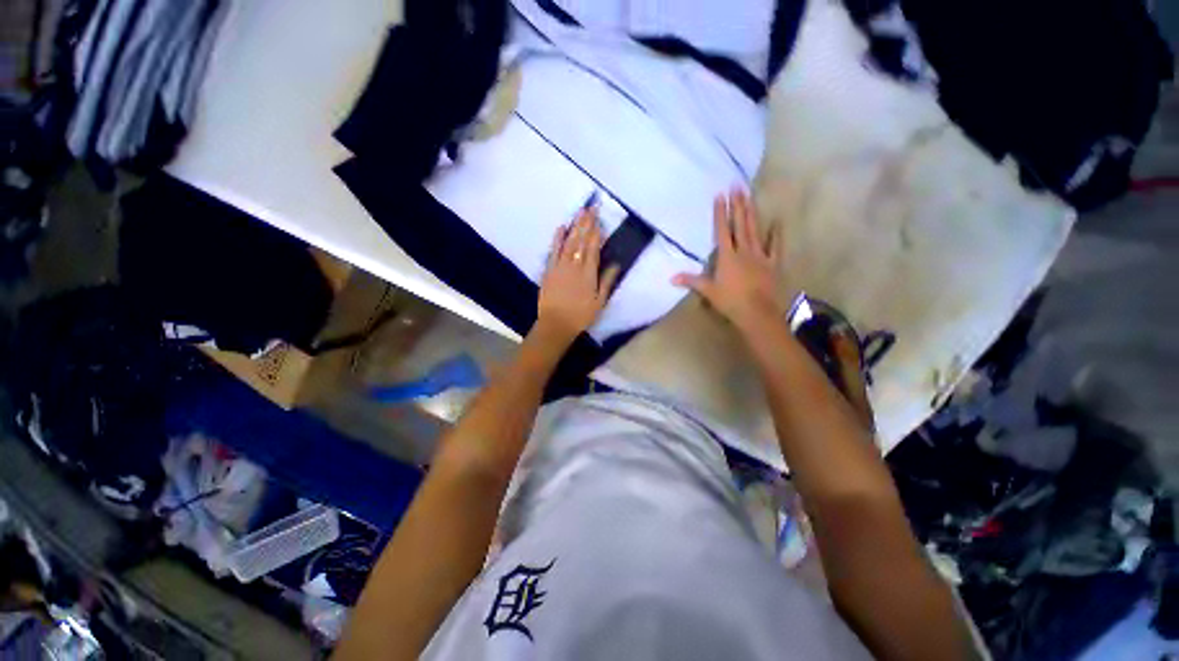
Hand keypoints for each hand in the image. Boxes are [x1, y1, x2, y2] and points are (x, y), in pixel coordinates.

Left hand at [535, 205, 620, 343]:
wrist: (556, 324)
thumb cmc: (581, 315)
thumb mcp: (599, 302)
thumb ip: (607, 281)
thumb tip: (616, 264)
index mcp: (588, 273)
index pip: (593, 248)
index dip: (596, 232)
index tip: (599, 219)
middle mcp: (575, 266)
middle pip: (581, 241)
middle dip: (587, 223)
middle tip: (591, 207)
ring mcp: (560, 266)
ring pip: (569, 242)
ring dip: (574, 226)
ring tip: (580, 212)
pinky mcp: (549, 270)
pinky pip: (553, 251)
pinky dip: (557, 239)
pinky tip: (561, 227)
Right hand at [673, 189, 783, 333]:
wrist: (757, 313)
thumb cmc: (730, 301)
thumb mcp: (708, 291)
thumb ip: (691, 281)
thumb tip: (671, 278)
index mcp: (727, 257)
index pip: (722, 231)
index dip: (720, 213)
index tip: (720, 195)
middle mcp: (743, 251)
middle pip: (740, 225)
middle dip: (737, 205)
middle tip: (737, 186)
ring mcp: (760, 255)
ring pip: (755, 230)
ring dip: (752, 212)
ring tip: (750, 195)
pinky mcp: (773, 263)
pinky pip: (775, 246)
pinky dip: (776, 234)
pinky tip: (777, 221)